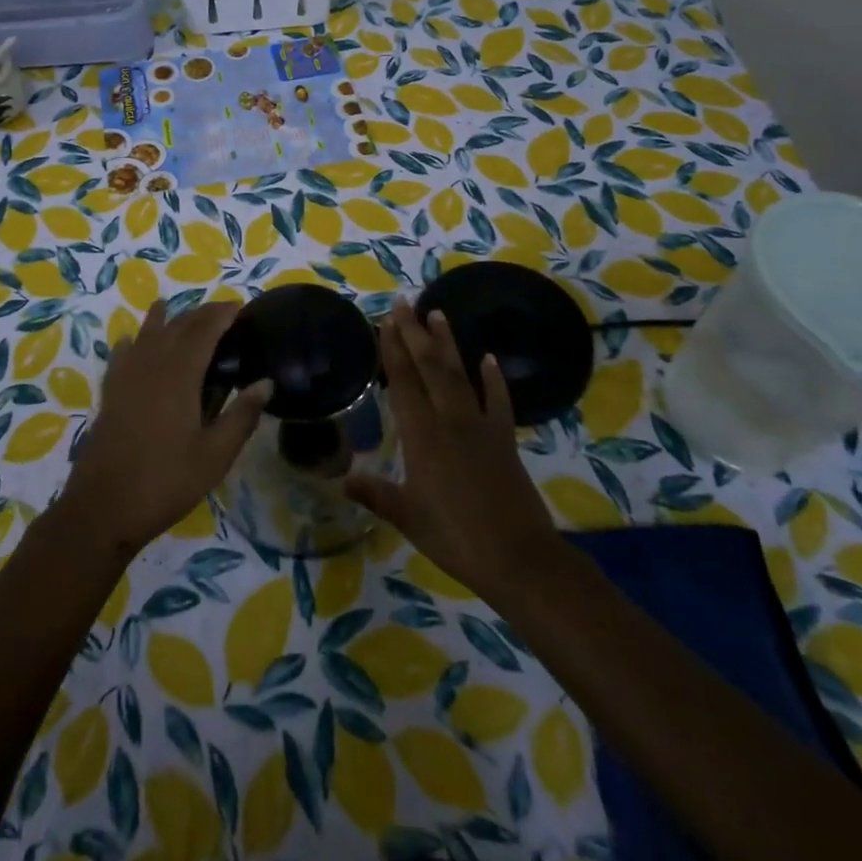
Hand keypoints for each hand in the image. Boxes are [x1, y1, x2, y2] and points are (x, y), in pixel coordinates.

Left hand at [59, 300, 272, 557]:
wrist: (103, 508)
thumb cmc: (166, 482)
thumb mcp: (215, 455)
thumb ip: (241, 416)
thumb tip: (266, 382)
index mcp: (179, 375)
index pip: (203, 331)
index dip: (221, 314)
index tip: (240, 306)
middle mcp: (150, 366)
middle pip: (176, 327)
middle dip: (199, 314)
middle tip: (221, 312)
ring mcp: (125, 378)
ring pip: (145, 335)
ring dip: (162, 319)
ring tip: (171, 307)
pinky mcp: (110, 394)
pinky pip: (120, 356)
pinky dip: (130, 342)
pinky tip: (130, 341)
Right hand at [344, 299, 557, 601]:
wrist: (518, 557)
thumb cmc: (456, 537)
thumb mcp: (407, 517)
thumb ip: (375, 493)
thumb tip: (342, 478)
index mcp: (422, 437)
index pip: (404, 383)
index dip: (394, 350)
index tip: (386, 321)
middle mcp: (450, 421)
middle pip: (430, 368)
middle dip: (415, 333)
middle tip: (405, 303)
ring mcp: (480, 427)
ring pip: (460, 375)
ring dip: (447, 344)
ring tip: (438, 313)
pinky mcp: (504, 439)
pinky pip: (498, 401)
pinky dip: (494, 379)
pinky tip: (488, 359)